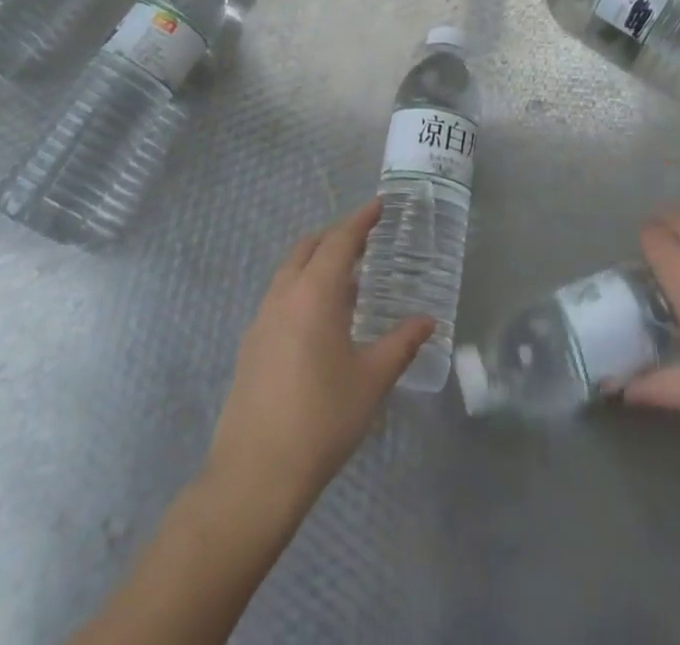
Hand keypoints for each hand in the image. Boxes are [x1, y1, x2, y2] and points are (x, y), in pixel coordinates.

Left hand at [204, 199, 434, 518]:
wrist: (255, 474)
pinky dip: (303, 287)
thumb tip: (428, 321)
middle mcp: (284, 295)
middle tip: (366, 239)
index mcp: (314, 293)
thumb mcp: (372, 380)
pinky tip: (321, 318)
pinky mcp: (251, 345)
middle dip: (337, 236)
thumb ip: (401, 344)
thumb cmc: (322, 419)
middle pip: (309, 248)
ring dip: (317, 262)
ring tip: (348, 277)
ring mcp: (262, 320)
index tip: (380, 205)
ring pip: (290, 271)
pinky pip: (280, 296)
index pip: (340, 240)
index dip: (361, 220)